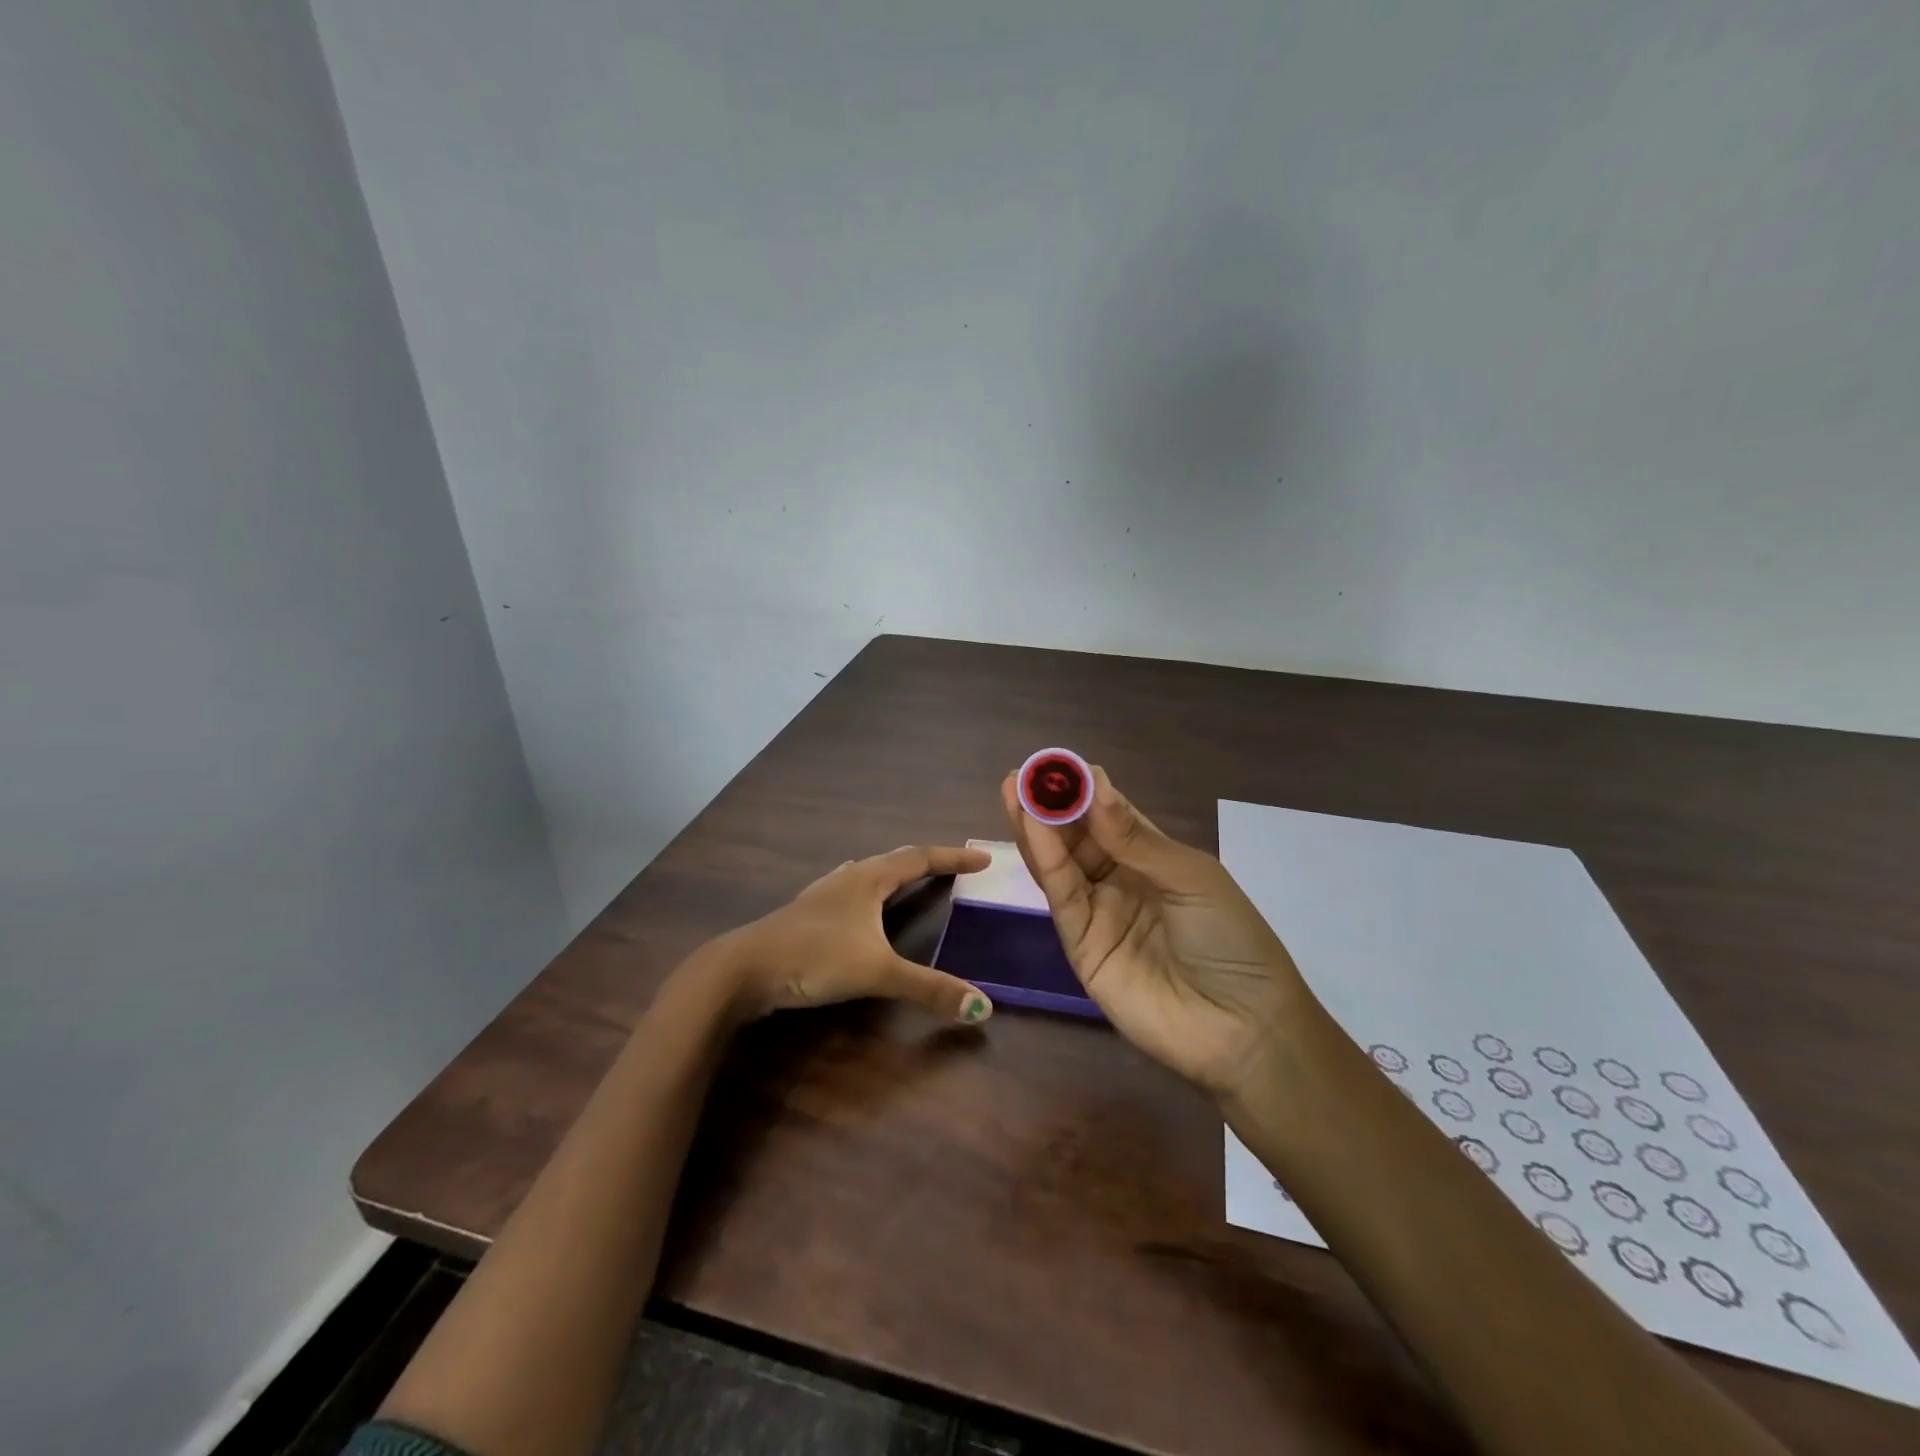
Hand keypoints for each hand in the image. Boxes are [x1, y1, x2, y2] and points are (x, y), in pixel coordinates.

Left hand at [707, 845, 996, 1024]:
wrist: (743, 969)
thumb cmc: (814, 957)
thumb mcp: (877, 972)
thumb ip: (929, 989)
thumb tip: (982, 1007)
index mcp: (869, 879)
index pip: (920, 858)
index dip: (953, 858)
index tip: (982, 858)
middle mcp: (847, 878)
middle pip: (894, 860)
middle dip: (926, 861)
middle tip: (953, 867)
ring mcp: (822, 894)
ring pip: (867, 872)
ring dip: (893, 872)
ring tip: (908, 875)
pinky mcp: (805, 914)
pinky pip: (847, 890)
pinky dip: (865, 889)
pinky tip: (853, 898)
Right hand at [1001, 766, 1309, 1098]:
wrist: (1241, 1029)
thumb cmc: (1230, 940)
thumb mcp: (1190, 879)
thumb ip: (1135, 838)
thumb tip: (1095, 785)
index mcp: (1155, 859)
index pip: (1112, 815)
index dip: (1086, 790)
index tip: (1060, 765)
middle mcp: (1122, 881)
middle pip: (1079, 836)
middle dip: (1053, 803)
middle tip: (1024, 772)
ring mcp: (1099, 913)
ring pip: (1062, 863)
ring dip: (1037, 826)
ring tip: (1014, 789)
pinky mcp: (1080, 944)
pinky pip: (1061, 896)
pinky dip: (1045, 861)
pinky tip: (1032, 828)